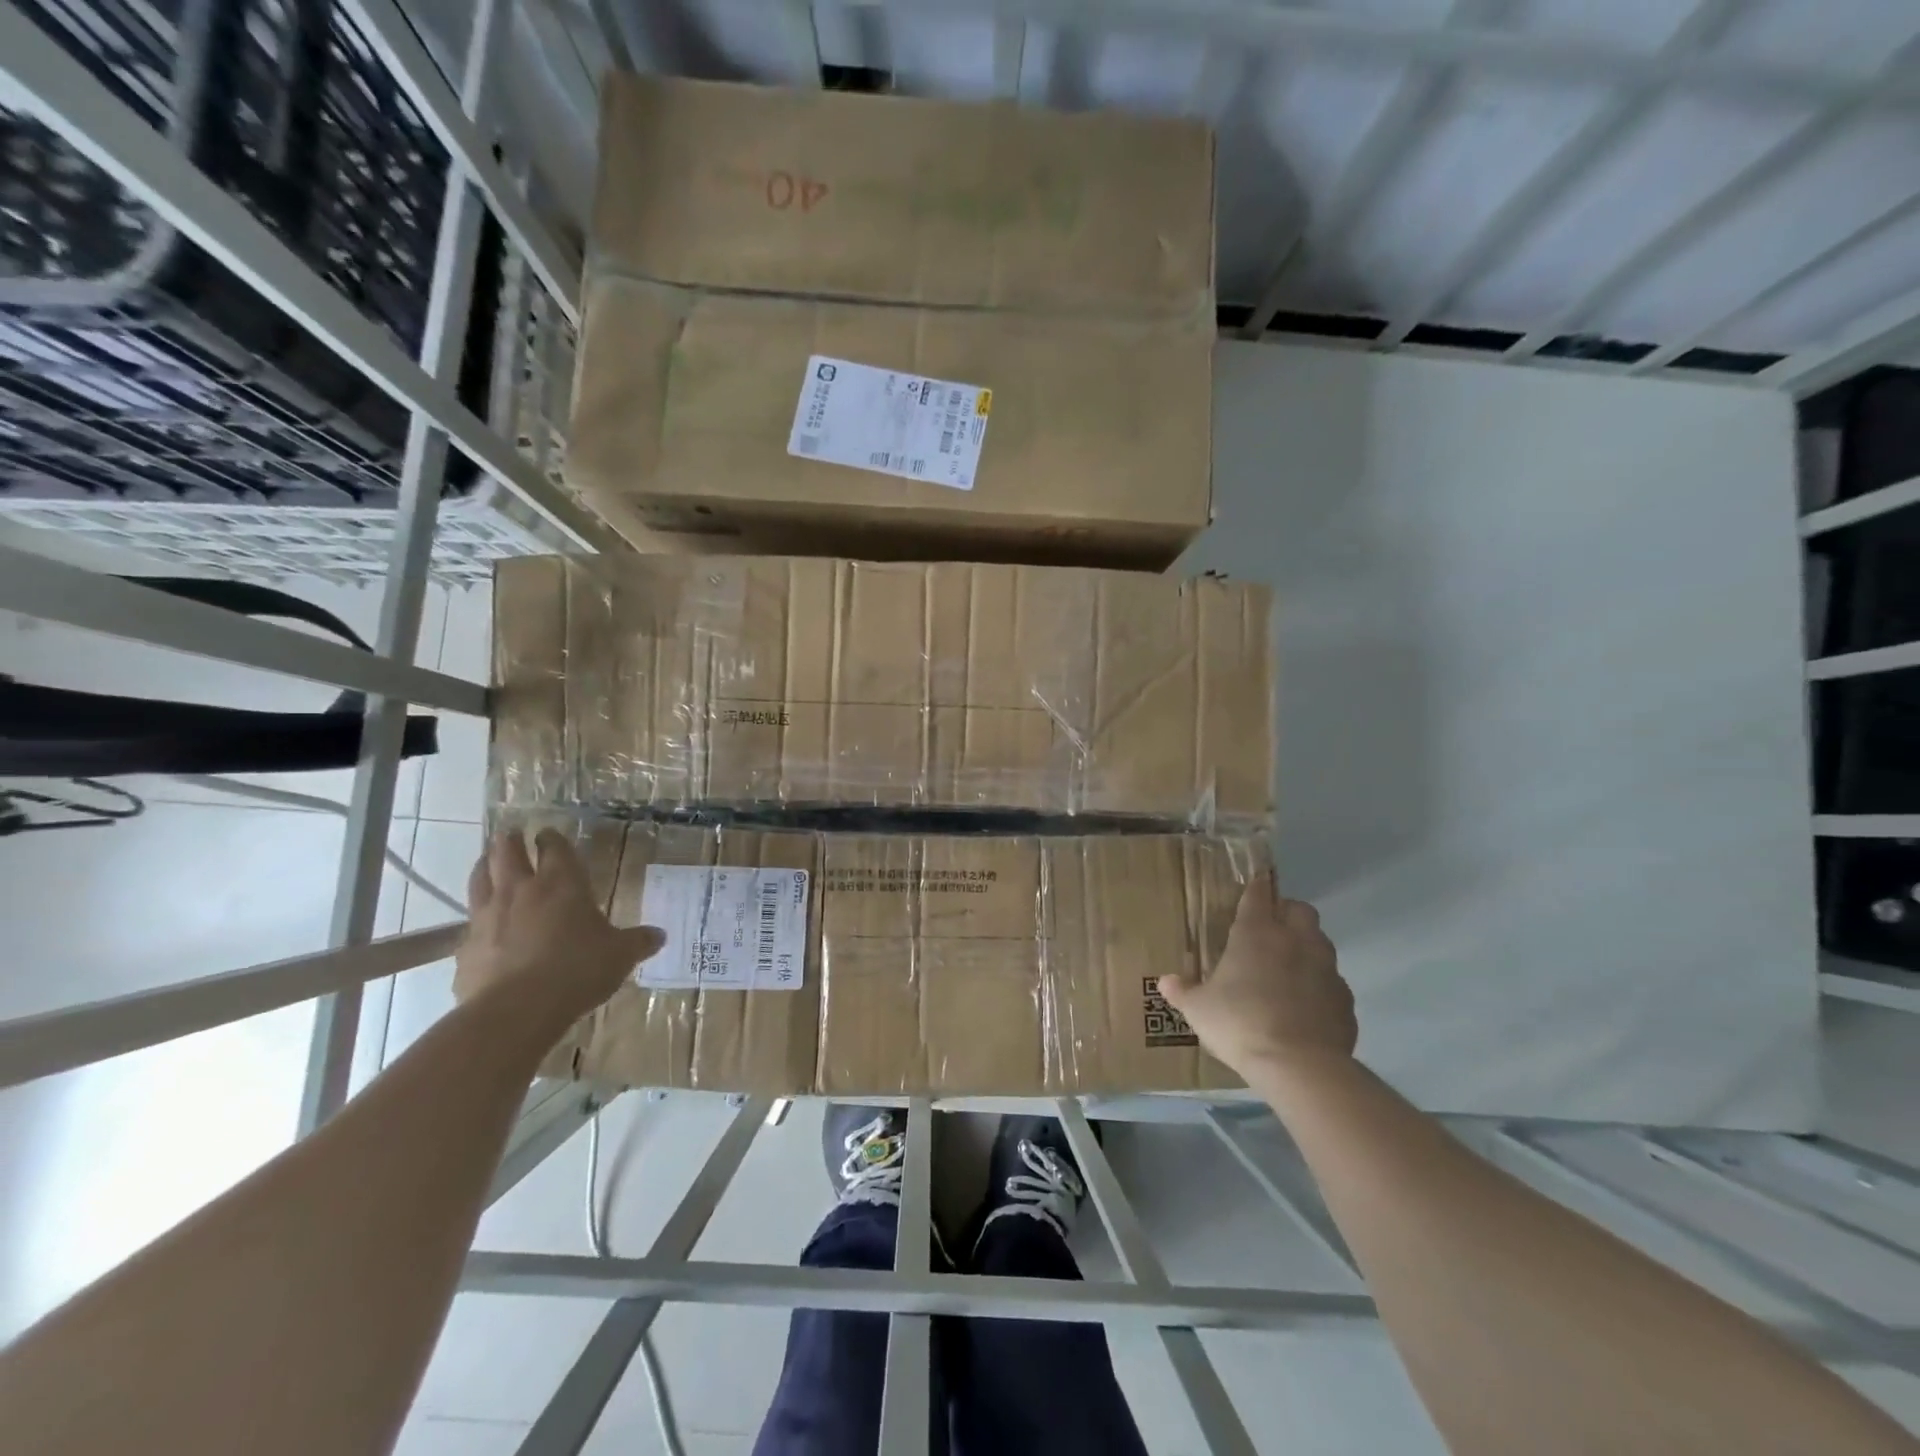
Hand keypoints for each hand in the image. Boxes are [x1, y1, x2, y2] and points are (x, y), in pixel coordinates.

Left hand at [454, 829, 662, 1029]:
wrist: (517, 1010)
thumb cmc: (578, 969)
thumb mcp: (620, 955)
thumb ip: (638, 942)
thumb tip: (659, 936)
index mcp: (562, 883)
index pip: (554, 848)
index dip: (552, 839)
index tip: (548, 833)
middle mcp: (521, 890)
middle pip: (507, 853)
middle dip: (510, 842)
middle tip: (510, 835)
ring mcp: (488, 916)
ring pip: (480, 879)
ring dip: (484, 867)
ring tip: (487, 862)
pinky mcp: (465, 947)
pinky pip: (469, 923)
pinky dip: (476, 918)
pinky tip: (481, 927)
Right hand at [1158, 873, 1355, 1078]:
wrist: (1299, 1066)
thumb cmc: (1240, 1023)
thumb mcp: (1199, 1010)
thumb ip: (1183, 991)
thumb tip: (1166, 981)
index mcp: (1257, 933)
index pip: (1258, 895)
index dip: (1255, 889)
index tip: (1252, 888)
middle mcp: (1295, 941)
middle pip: (1300, 909)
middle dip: (1287, 913)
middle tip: (1269, 931)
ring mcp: (1326, 969)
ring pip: (1321, 942)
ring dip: (1306, 947)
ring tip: (1287, 970)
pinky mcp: (1345, 999)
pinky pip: (1332, 983)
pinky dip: (1320, 987)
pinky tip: (1305, 1008)